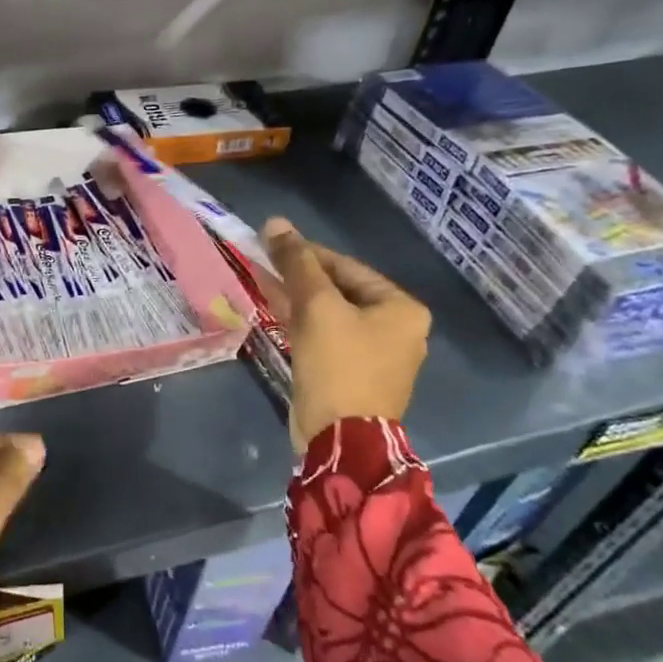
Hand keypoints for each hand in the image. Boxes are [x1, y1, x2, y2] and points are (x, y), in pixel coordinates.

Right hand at [263, 217, 430, 449]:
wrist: (341, 439)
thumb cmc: (339, 365)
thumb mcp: (317, 308)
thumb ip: (297, 264)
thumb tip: (275, 223)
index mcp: (401, 308)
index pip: (347, 267)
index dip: (307, 253)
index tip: (271, 244)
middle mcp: (396, 329)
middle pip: (339, 290)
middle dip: (300, 277)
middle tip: (263, 263)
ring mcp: (375, 355)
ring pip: (329, 315)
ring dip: (296, 299)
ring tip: (261, 283)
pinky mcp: (352, 374)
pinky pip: (326, 337)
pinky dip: (302, 324)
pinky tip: (275, 311)